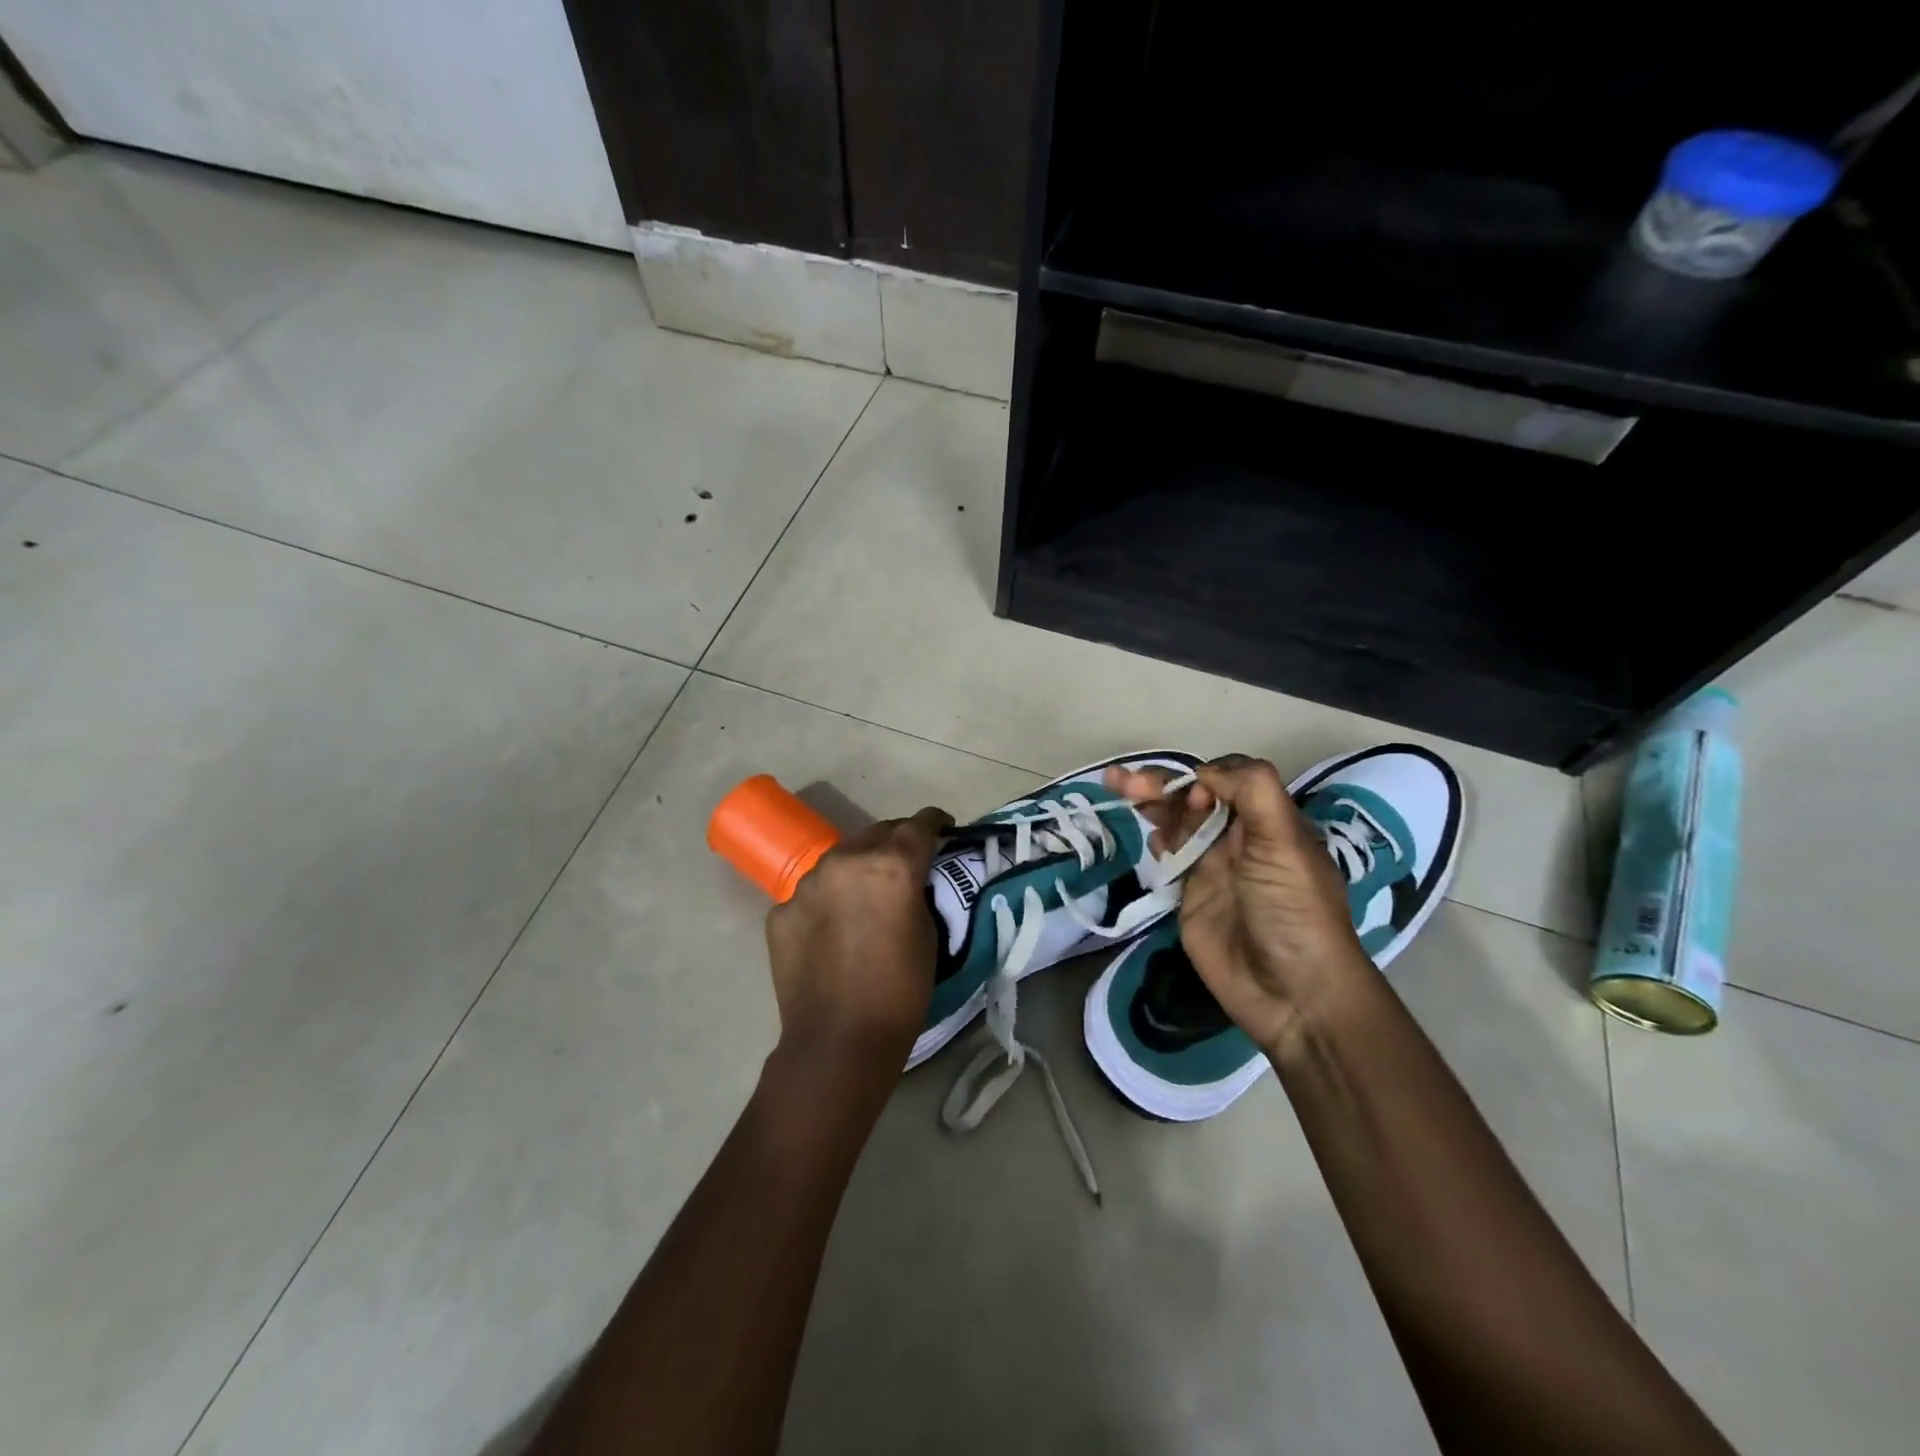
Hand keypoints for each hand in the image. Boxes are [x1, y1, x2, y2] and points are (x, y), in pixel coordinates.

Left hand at [763, 806, 953, 1075]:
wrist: (838, 1041)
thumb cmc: (900, 991)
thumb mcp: (928, 934)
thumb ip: (916, 892)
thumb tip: (907, 880)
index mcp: (892, 864)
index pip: (919, 825)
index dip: (935, 822)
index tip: (943, 826)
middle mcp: (847, 860)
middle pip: (877, 832)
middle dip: (894, 841)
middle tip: (905, 861)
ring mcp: (808, 883)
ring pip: (840, 859)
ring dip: (857, 868)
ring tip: (864, 896)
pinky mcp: (781, 909)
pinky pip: (812, 893)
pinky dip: (827, 901)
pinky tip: (832, 929)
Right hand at [1107, 756, 1373, 1057]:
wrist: (1292, 992)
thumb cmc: (1293, 910)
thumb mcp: (1284, 842)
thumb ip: (1252, 792)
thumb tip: (1204, 772)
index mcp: (1269, 821)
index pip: (1228, 779)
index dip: (1202, 776)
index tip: (1191, 795)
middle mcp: (1240, 837)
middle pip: (1195, 797)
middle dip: (1162, 784)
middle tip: (1123, 781)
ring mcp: (1214, 866)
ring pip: (1178, 822)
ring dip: (1152, 803)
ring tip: (1120, 790)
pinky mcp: (1192, 895)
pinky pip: (1170, 857)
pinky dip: (1157, 840)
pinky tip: (1150, 839)